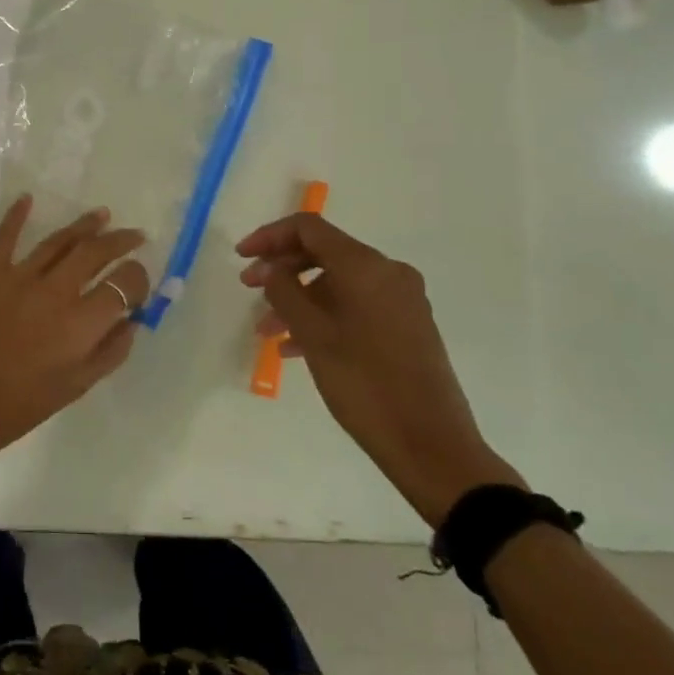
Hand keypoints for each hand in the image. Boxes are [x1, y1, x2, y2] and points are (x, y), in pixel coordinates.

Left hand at [0, 196, 149, 466]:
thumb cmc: (18, 406)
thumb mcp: (75, 388)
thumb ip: (110, 352)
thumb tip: (131, 320)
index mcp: (81, 324)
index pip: (124, 284)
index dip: (138, 279)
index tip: (139, 282)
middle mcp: (55, 291)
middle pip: (96, 252)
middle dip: (120, 241)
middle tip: (134, 236)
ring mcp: (19, 276)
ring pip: (59, 240)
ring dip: (85, 225)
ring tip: (102, 215)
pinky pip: (4, 237)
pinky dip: (16, 215)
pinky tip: (28, 199)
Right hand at [237, 213, 522, 526]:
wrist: (432, 446)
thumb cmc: (365, 385)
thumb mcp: (314, 336)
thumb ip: (285, 292)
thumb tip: (271, 268)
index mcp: (366, 266)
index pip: (309, 228)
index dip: (270, 236)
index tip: (241, 257)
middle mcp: (388, 272)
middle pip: (324, 252)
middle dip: (282, 269)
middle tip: (250, 290)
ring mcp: (402, 299)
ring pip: (338, 283)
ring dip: (300, 298)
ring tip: (268, 331)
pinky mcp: (408, 325)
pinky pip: (356, 305)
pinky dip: (324, 315)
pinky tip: (297, 347)